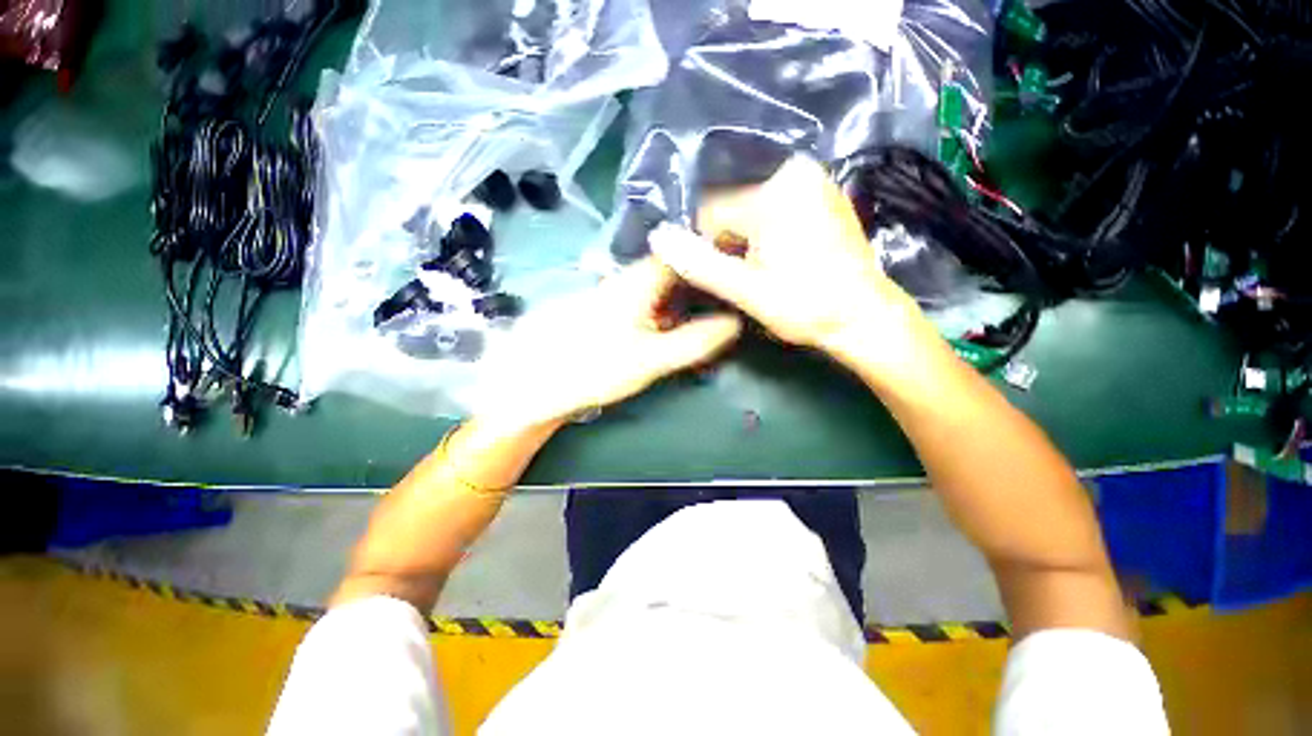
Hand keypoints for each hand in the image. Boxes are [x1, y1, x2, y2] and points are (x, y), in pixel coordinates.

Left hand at [473, 257, 741, 428]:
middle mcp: (618, 280)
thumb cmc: (594, 369)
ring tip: (695, 312)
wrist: (532, 384)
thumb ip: (693, 341)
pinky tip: (655, 326)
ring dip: (671, 296)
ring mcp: (602, 293)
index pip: (677, 254)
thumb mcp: (651, 360)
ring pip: (646, 287)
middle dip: (691, 281)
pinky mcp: (590, 309)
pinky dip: (650, 308)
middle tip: (716, 298)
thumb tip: (734, 322)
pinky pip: (630, 300)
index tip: (728, 266)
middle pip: (663, 270)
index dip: (704, 256)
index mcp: (635, 283)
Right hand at [649, 155, 929, 356]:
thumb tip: (657, 237)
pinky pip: (773, 210)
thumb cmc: (806, 307)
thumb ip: (700, 264)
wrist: (864, 317)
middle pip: (732, 209)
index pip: (711, 213)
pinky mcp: (821, 196)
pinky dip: (765, 234)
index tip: (723, 279)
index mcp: (775, 190)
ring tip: (764, 272)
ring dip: (746, 242)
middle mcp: (795, 172)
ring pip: (750, 211)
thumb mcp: (746, 291)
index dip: (708, 250)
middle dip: (729, 245)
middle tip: (745, 278)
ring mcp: (813, 181)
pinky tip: (777, 260)